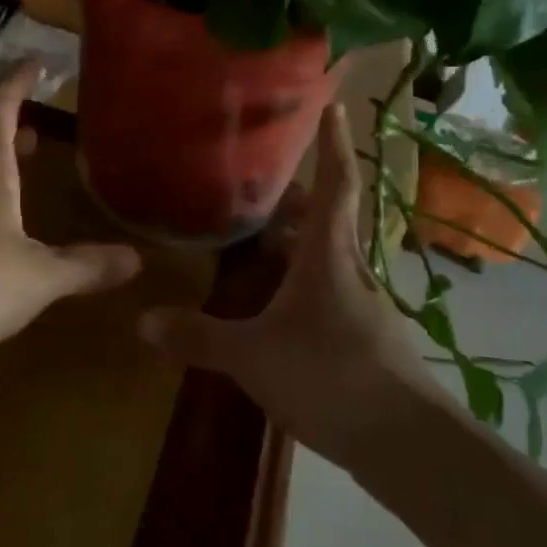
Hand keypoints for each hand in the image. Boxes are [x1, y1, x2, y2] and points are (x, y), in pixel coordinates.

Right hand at [139, 102, 454, 464]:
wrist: (405, 442)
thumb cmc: (329, 376)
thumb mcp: (252, 355)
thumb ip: (198, 336)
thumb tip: (141, 321)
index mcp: (328, 256)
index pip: (335, 184)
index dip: (334, 143)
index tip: (335, 104)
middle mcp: (351, 269)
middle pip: (329, 219)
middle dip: (300, 199)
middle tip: (266, 187)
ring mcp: (365, 305)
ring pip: (331, 257)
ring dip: (303, 242)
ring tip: (266, 241)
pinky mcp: (369, 337)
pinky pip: (333, 290)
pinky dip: (308, 281)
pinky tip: (284, 305)